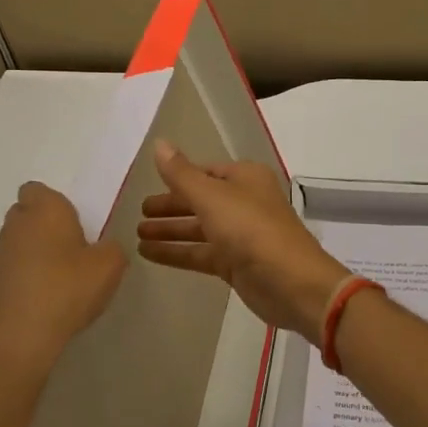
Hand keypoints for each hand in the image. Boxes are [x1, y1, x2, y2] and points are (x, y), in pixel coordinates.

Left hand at [0, 182, 125, 384]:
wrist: (19, 341)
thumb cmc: (67, 291)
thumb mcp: (110, 266)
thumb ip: (112, 249)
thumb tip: (102, 249)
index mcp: (44, 211)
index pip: (37, 190)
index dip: (53, 204)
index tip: (72, 225)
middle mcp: (14, 227)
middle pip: (24, 216)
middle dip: (42, 229)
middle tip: (68, 253)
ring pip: (14, 247)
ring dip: (29, 258)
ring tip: (54, 286)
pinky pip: (6, 277)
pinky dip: (18, 285)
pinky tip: (37, 308)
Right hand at [136, 141, 350, 339]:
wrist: (290, 283)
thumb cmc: (251, 229)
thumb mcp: (212, 197)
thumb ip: (181, 174)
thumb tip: (159, 143)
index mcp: (245, 178)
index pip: (205, 171)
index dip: (179, 176)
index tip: (149, 182)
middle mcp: (244, 202)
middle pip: (200, 200)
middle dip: (171, 206)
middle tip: (138, 212)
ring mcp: (240, 235)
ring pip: (199, 228)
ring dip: (170, 230)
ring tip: (136, 234)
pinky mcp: (236, 264)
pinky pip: (200, 253)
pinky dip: (177, 252)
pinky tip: (149, 254)